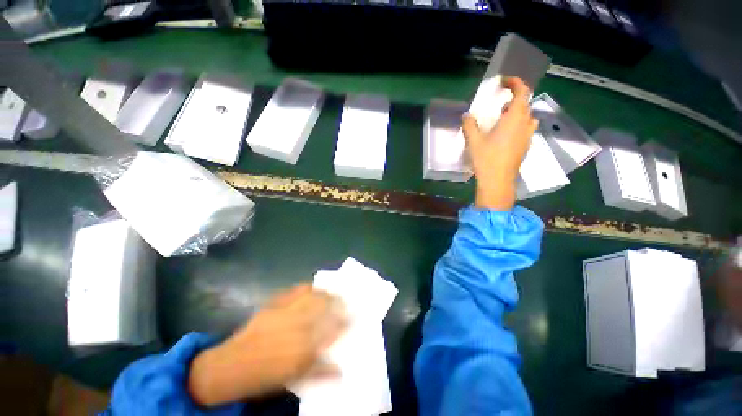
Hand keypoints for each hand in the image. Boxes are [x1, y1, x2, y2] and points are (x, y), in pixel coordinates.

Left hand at [188, 285, 346, 405]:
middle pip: (325, 307)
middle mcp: (298, 324)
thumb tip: (341, 370)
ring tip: (334, 291)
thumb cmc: (265, 375)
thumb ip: (320, 371)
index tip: (355, 316)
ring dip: (326, 292)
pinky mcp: (274, 303)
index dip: (346, 321)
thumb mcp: (295, 377)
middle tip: (347, 300)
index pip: (332, 329)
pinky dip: (306, 287)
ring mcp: (286, 310)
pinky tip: (312, 287)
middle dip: (339, 302)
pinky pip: (294, 291)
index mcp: (305, 346)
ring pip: (313, 296)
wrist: (232, 365)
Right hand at [462, 77, 538, 210]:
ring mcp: (527, 136)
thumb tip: (466, 115)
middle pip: (525, 103)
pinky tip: (504, 134)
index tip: (503, 82)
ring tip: (502, 118)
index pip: (522, 91)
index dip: (515, 82)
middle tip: (498, 103)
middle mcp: (525, 124)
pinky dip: (517, 124)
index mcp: (514, 118)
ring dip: (516, 112)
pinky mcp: (526, 146)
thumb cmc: (487, 159)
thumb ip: (469, 125)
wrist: (498, 181)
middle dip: (513, 98)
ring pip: (527, 116)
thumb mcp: (474, 141)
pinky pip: (525, 128)